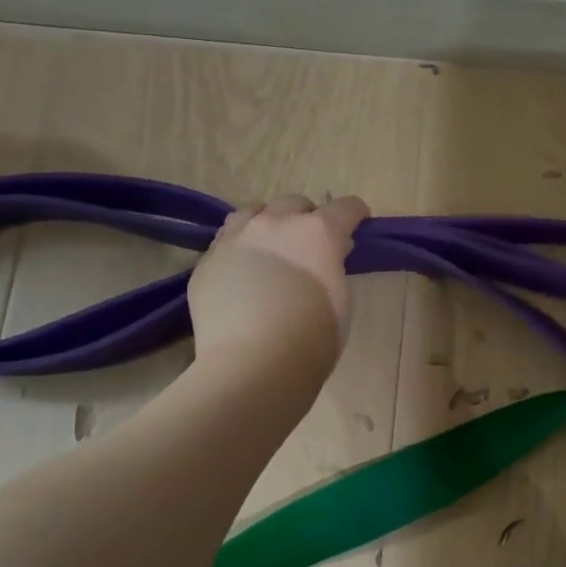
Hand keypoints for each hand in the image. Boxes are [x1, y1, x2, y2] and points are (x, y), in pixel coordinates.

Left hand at [188, 195, 369, 374]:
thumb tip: (326, 256)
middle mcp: (276, 223)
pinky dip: (242, 248)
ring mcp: (236, 238)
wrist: (253, 364)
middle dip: (309, 218)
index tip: (358, 229)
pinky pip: (227, 240)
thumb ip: (334, 267)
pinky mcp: (208, 260)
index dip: (356, 216)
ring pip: (254, 211)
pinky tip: (244, 273)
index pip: (346, 207)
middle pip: (296, 202)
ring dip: (269, 223)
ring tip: (272, 249)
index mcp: (318, 232)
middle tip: (312, 247)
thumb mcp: (342, 299)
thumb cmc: (313, 338)